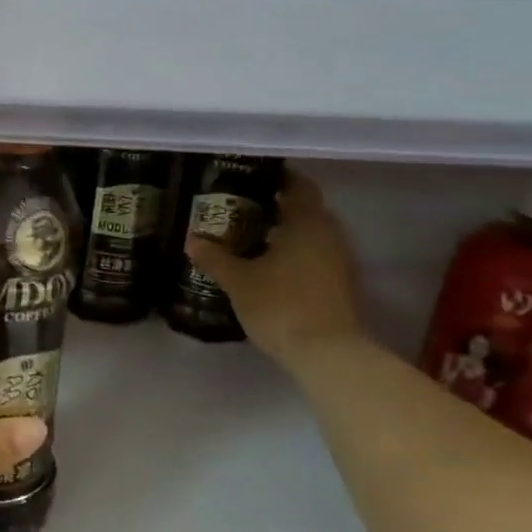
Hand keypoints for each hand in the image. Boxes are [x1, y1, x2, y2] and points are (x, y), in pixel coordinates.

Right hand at [186, 171, 363, 371]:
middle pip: (305, 210)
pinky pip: (314, 257)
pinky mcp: (339, 285)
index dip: (279, 178)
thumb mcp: (238, 281)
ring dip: (285, 233)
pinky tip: (267, 267)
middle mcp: (329, 235)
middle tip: (242, 208)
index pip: (299, 186)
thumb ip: (215, 257)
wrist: (327, 353)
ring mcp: (338, 261)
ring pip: (310, 235)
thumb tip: (192, 240)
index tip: (252, 178)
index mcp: (307, 223)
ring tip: (249, 239)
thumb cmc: (280, 305)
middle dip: (276, 207)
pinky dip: (293, 255)